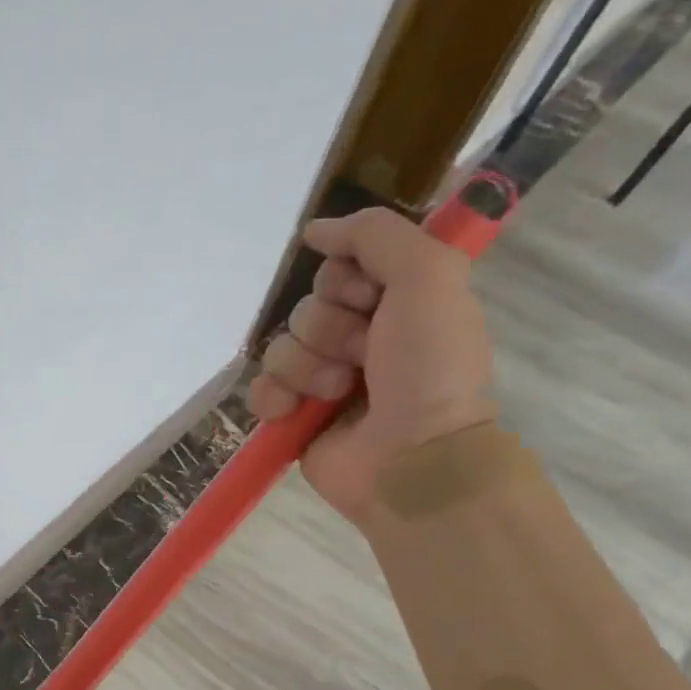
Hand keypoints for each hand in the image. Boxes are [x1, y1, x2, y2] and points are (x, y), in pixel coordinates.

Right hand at [248, 208, 496, 523]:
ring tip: (338, 394)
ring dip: (308, 369)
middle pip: (308, 306)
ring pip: (282, 347)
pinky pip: (261, 387)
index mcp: (396, 304)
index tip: (373, 302)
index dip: (348, 281)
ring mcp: (324, 379)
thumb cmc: (430, 369)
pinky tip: (293, 412)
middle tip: (363, 357)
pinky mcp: (296, 415)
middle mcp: (360, 337)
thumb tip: (315, 230)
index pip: (341, 268)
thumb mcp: (429, 277)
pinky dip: (274, 398)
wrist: (413, 459)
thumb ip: (377, 235)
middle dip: (330, 331)